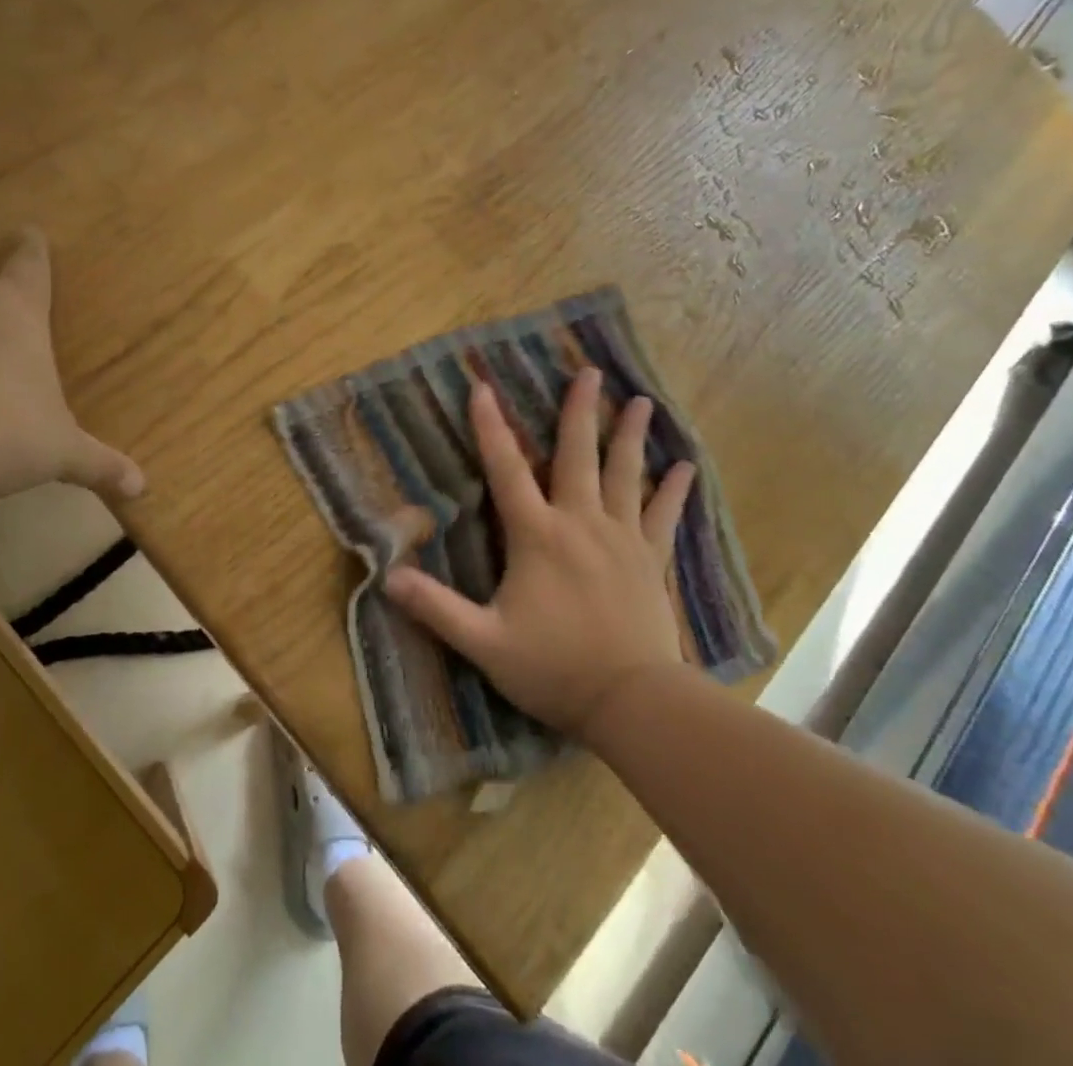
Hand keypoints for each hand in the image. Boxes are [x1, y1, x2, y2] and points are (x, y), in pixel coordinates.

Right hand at [383, 370, 693, 744]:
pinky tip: (686, 467)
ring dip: (630, 435)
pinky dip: (673, 490)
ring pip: (625, 474)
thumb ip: (435, 608)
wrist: (634, 702)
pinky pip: (664, 516)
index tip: (482, 387)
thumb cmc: (554, 668)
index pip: (506, 470)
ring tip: (641, 401)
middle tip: (589, 371)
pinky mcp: (651, 560)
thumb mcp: (483, 642)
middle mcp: (580, 523)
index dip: (490, 427)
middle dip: (579, 410)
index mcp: (537, 536)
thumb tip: (387, 577)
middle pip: (578, 455)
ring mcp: (621, 539)